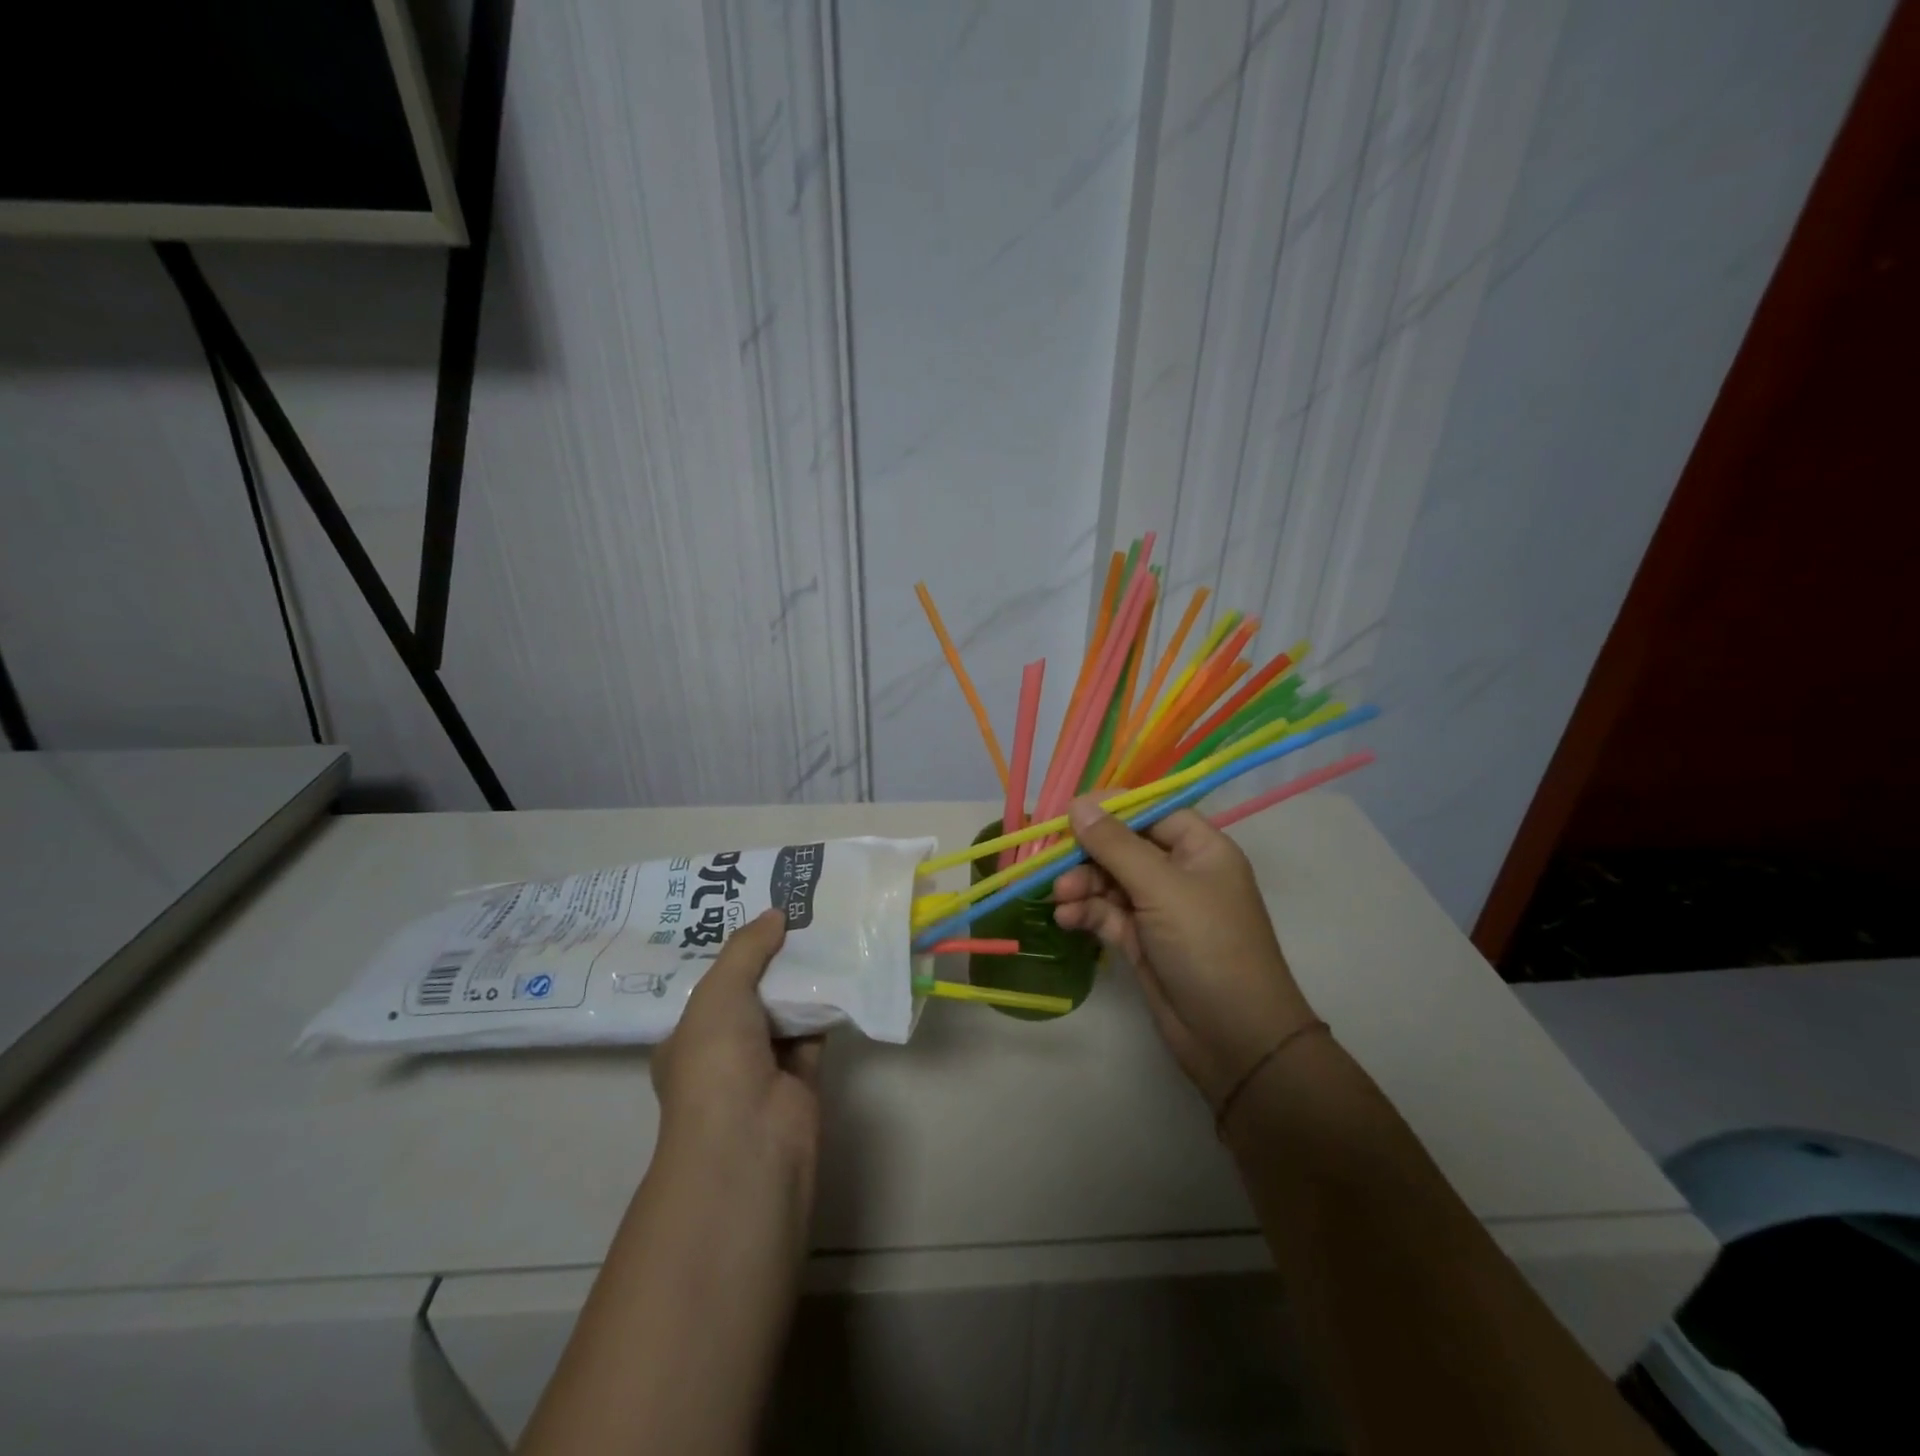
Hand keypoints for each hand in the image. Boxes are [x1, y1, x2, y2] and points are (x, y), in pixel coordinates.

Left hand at [651, 910, 822, 1201]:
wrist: (750, 1139)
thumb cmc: (715, 1061)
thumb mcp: (719, 992)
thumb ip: (746, 948)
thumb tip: (775, 912)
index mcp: (687, 1036)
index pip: (709, 986)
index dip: (732, 951)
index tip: (756, 914)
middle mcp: (722, 1051)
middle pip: (750, 994)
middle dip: (770, 959)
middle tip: (797, 912)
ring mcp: (762, 1067)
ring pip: (785, 1011)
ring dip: (801, 979)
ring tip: (823, 927)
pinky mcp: (801, 1077)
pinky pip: (814, 1030)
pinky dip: (827, 1005)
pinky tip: (843, 968)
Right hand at [1053, 797, 1318, 1107]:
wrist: (1235, 1039)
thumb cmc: (1208, 947)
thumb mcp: (1162, 888)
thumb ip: (1116, 845)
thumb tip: (1079, 803)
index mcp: (1201, 849)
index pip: (1152, 811)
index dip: (1111, 809)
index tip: (1069, 812)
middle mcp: (1181, 873)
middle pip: (1124, 846)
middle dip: (1088, 854)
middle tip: (1052, 863)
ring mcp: (1160, 909)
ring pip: (1110, 881)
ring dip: (1082, 885)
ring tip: (1059, 898)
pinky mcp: (1142, 941)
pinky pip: (1107, 914)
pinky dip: (1086, 913)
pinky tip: (1066, 919)